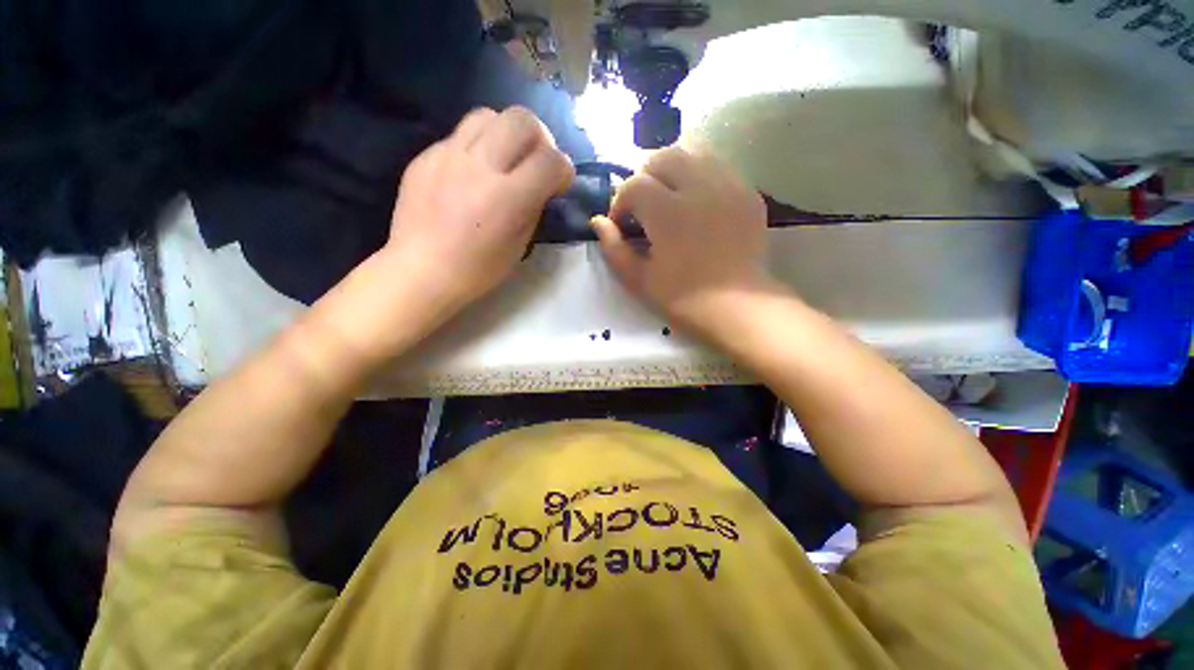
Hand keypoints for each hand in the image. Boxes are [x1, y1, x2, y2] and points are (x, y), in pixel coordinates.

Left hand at [381, 106, 572, 314]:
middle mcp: (480, 167)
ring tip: (504, 159)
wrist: (421, 270)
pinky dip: (477, 148)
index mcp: (508, 198)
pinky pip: (460, 135)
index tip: (560, 182)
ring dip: (506, 133)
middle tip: (536, 160)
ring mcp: (448, 156)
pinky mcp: (426, 156)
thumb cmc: (478, 269)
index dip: (564, 168)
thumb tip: (542, 185)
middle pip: (521, 118)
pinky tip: (472, 174)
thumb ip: (534, 208)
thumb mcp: (520, 246)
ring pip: (488, 115)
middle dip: (540, 137)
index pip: (550, 160)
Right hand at [592, 145, 772, 332]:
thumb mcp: (639, 280)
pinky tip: (698, 205)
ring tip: (669, 199)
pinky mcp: (748, 194)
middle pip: (664, 156)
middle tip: (643, 206)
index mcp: (668, 212)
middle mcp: (699, 188)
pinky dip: (700, 178)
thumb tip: (598, 222)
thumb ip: (614, 248)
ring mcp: (729, 186)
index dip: (620, 203)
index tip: (621, 225)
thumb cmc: (683, 298)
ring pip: (695, 153)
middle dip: (645, 177)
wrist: (738, 307)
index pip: (634, 185)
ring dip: (673, 171)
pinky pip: (719, 169)